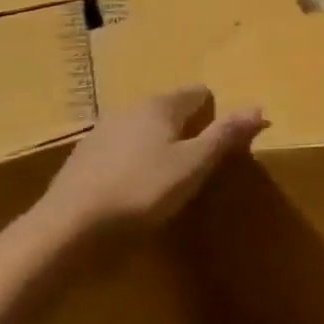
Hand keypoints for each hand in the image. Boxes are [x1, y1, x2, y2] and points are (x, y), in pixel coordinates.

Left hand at [37, 85, 266, 238]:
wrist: (66, 230)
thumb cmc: (142, 191)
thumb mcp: (195, 164)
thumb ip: (226, 134)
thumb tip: (257, 107)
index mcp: (160, 105)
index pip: (199, 93)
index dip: (216, 114)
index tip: (223, 144)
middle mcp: (129, 110)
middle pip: (171, 110)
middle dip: (189, 130)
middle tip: (200, 164)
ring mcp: (100, 134)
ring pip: (144, 131)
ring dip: (160, 148)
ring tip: (169, 181)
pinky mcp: (82, 162)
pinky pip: (122, 152)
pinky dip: (135, 164)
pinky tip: (136, 192)